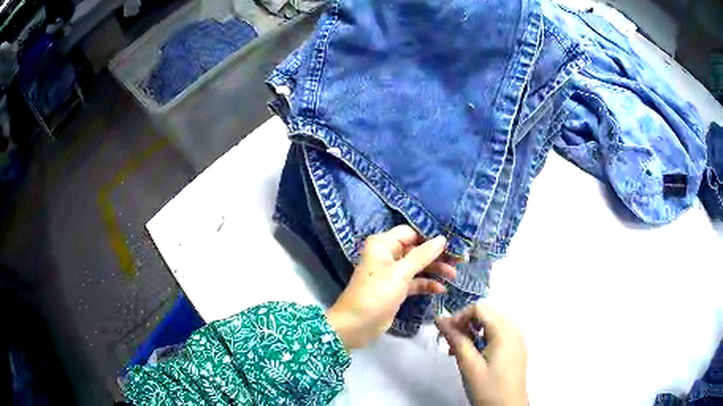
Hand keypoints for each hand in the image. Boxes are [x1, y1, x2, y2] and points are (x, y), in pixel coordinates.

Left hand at [326, 225, 456, 349]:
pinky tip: (440, 289)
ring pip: (418, 266)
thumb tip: (442, 239)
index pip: (411, 233)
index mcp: (383, 244)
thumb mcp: (400, 273)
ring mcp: (392, 273)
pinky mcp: (396, 289)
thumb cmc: (376, 294)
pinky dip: (426, 284)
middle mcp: (387, 255)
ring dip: (434, 269)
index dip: (430, 236)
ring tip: (454, 275)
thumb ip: (422, 255)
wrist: (356, 325)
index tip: (452, 241)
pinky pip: (415, 282)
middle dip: (436, 255)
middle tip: (459, 259)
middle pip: (416, 249)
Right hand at [436, 304, 527, 405]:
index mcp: (505, 331)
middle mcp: (514, 330)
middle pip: (486, 315)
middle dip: (465, 325)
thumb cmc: (488, 388)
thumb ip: (456, 339)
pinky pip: (497, 336)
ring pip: (490, 325)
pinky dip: (482, 340)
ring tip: (458, 352)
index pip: (480, 308)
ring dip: (472, 334)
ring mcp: (516, 341)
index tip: (447, 333)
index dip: (460, 316)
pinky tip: (473, 357)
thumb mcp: (469, 365)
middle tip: (450, 344)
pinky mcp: (515, 350)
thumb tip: (440, 319)